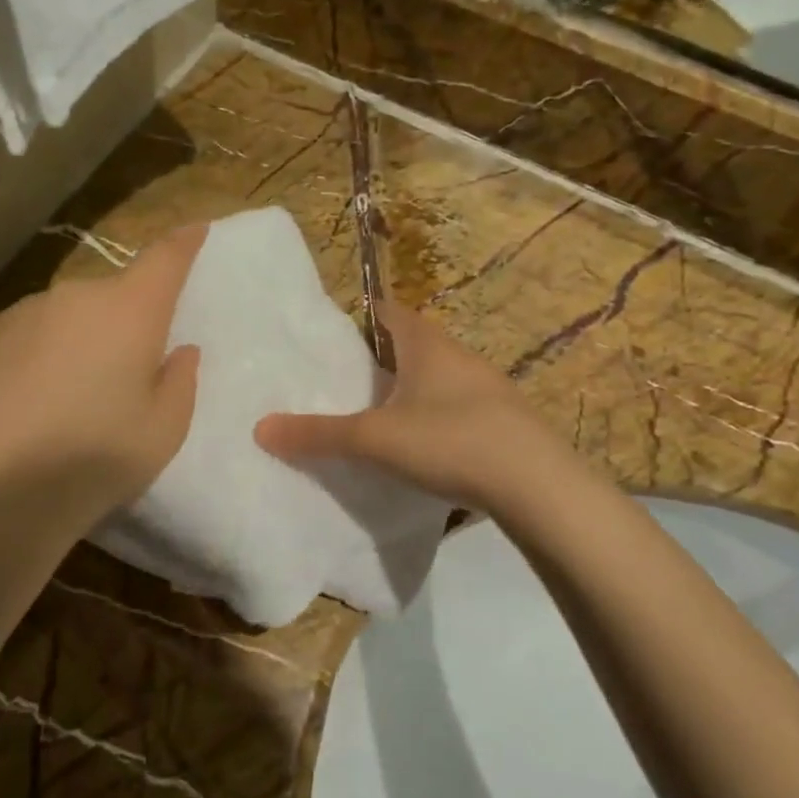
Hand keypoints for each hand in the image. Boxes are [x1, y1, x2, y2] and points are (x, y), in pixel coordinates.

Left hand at [0, 226, 205, 536]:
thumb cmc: (95, 461)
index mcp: (129, 311)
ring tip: (72, 395)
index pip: (165, 259)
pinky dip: (39, 354)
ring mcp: (24, 312)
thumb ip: (180, 381)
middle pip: (114, 294)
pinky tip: (29, 403)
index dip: (184, 243)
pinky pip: (29, 333)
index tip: (196, 229)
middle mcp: (75, 297)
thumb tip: (177, 351)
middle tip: (127, 368)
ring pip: (69, 315)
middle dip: (127, 317)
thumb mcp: (164, 431)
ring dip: (80, 338)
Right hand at [253, 301, 559, 511]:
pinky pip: (455, 407)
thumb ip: (318, 434)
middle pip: (410, 345)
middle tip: (341, 384)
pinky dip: (432, 418)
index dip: (358, 318)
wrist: (538, 485)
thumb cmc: (451, 440)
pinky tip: (420, 449)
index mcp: (426, 344)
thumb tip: (261, 428)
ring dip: (407, 392)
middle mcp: (457, 355)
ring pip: (434, 379)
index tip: (329, 339)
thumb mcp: (375, 439)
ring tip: (373, 418)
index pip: (387, 312)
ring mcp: (485, 388)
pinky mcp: (502, 421)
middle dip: (378, 360)